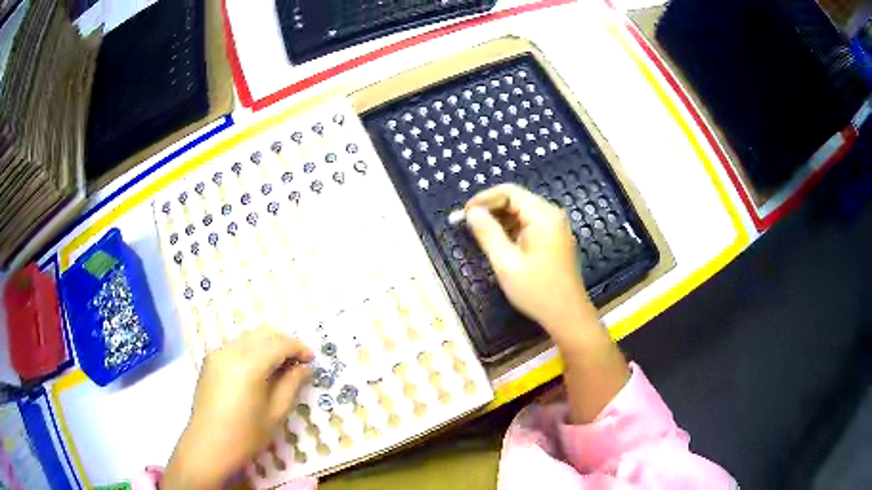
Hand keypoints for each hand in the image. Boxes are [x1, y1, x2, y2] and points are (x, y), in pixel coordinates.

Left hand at [164, 326, 313, 489]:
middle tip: (298, 363)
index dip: (299, 348)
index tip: (312, 360)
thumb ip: (292, 384)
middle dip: (284, 343)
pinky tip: (258, 371)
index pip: (280, 343)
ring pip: (249, 337)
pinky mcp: (210, 360)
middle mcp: (231, 350)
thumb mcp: (276, 413)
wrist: (209, 444)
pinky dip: (252, 350)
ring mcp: (218, 353)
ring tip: (280, 367)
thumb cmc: (246, 435)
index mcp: (249, 364)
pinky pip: (236, 345)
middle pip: (264, 334)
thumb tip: (305, 367)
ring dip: (268, 345)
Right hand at [467, 184, 628, 423]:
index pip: (509, 192)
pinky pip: (529, 225)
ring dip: (499, 220)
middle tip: (467, 224)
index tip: (464, 214)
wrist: (567, 316)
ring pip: (521, 213)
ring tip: (478, 234)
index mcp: (543, 216)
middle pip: (516, 200)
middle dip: (490, 209)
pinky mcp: (554, 239)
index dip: (484, 199)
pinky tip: (498, 243)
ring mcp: (555, 227)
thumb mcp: (506, 263)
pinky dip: (511, 230)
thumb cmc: (537, 291)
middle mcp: (551, 215)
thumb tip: (471, 212)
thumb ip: (488, 233)